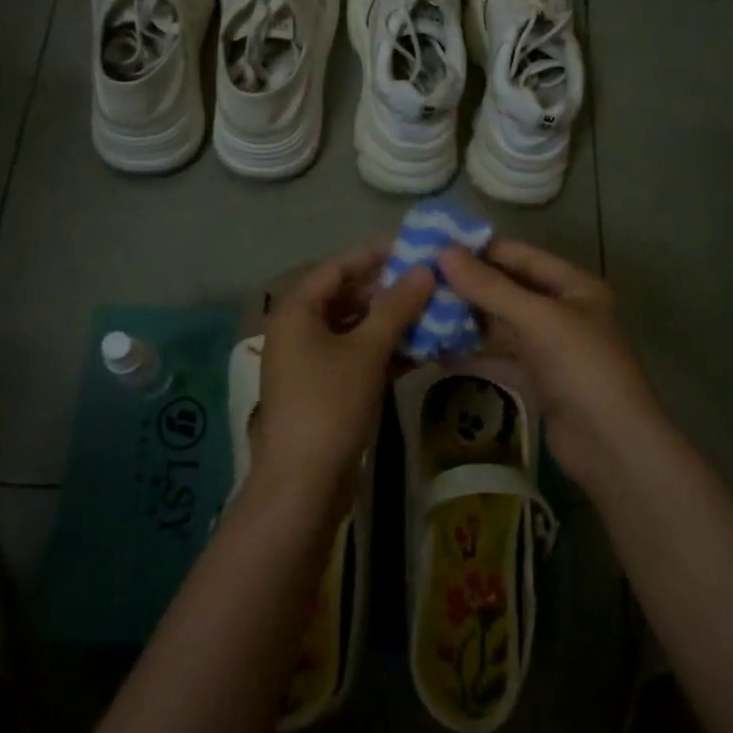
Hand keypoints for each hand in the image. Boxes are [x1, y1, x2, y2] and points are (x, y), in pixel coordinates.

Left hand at [255, 244, 432, 498]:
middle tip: (432, 282)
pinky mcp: (326, 389)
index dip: (375, 255)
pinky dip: (386, 351)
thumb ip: (396, 307)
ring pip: (355, 329)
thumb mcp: (367, 351)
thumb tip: (424, 269)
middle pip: (347, 297)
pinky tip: (422, 350)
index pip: (338, 267)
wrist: (304, 484)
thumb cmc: (330, 405)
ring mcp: (311, 362)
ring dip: (392, 322)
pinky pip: (357, 357)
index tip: (415, 248)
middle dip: (389, 290)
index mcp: (297, 312)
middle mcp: (299, 330)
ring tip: (435, 312)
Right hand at [437, 240, 663, 484]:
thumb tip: (443, 253)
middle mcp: (563, 310)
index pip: (520, 255)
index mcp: (573, 285)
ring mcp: (551, 347)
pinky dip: (475, 355)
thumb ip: (490, 287)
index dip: (480, 250)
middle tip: (419, 280)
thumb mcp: (538, 319)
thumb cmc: (582, 368)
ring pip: (502, 325)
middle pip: (509, 290)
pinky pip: (501, 358)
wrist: (613, 447)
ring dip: (468, 319)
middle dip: (468, 286)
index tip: (434, 247)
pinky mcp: (539, 379)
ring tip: (422, 311)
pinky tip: (439, 351)